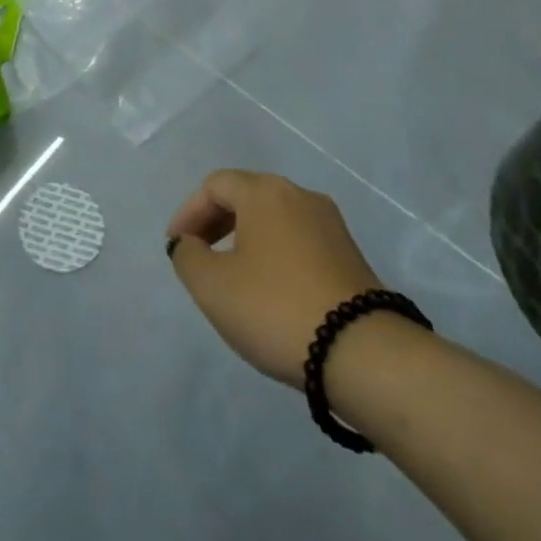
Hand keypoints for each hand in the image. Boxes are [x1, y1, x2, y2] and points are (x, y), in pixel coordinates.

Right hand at [166, 169, 385, 388]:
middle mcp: (300, 196)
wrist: (364, 355)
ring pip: (275, 219)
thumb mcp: (212, 286)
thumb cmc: (276, 308)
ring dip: (246, 238)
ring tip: (231, 274)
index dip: (189, 212)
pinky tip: (269, 289)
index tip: (176, 246)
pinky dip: (274, 253)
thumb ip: (188, 256)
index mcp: (265, 192)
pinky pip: (299, 241)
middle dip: (216, 222)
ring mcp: (331, 226)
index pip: (215, 185)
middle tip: (198, 254)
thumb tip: (189, 243)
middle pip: (247, 195)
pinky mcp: (351, 257)